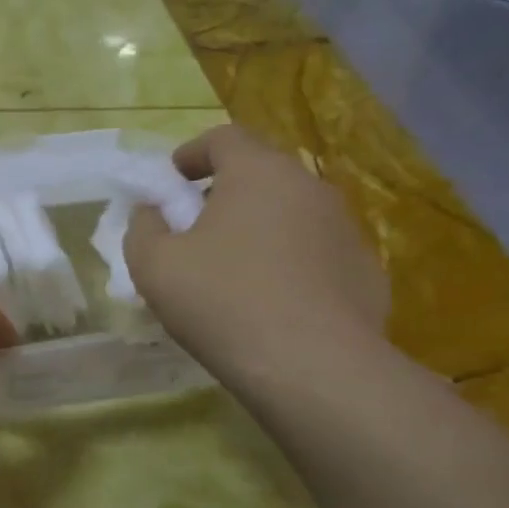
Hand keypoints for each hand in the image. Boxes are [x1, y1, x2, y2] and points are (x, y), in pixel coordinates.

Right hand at [124, 124, 387, 384]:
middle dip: (221, 195)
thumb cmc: (223, 302)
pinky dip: (288, 263)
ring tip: (231, 272)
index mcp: (258, 173)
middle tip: (193, 231)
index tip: (171, 184)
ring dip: (256, 229)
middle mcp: (310, 188)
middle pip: (259, 174)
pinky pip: (314, 253)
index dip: (190, 154)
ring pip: (289, 214)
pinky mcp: (365, 271)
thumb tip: (153, 213)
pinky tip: (270, 303)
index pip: (224, 138)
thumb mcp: (153, 265)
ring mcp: (345, 229)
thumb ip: (142, 227)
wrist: (315, 369)